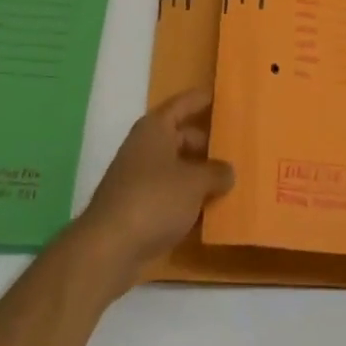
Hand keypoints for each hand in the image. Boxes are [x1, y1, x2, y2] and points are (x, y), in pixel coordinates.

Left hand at [73, 89, 233, 287]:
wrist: (109, 248)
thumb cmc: (155, 199)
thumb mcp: (195, 182)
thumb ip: (216, 172)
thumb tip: (227, 171)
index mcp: (156, 128)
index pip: (183, 103)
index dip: (202, 99)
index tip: (222, 96)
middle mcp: (145, 147)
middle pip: (182, 137)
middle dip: (207, 143)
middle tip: (236, 148)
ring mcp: (139, 178)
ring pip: (177, 168)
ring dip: (199, 175)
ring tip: (231, 181)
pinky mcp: (137, 208)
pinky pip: (170, 195)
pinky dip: (188, 200)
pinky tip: (210, 213)